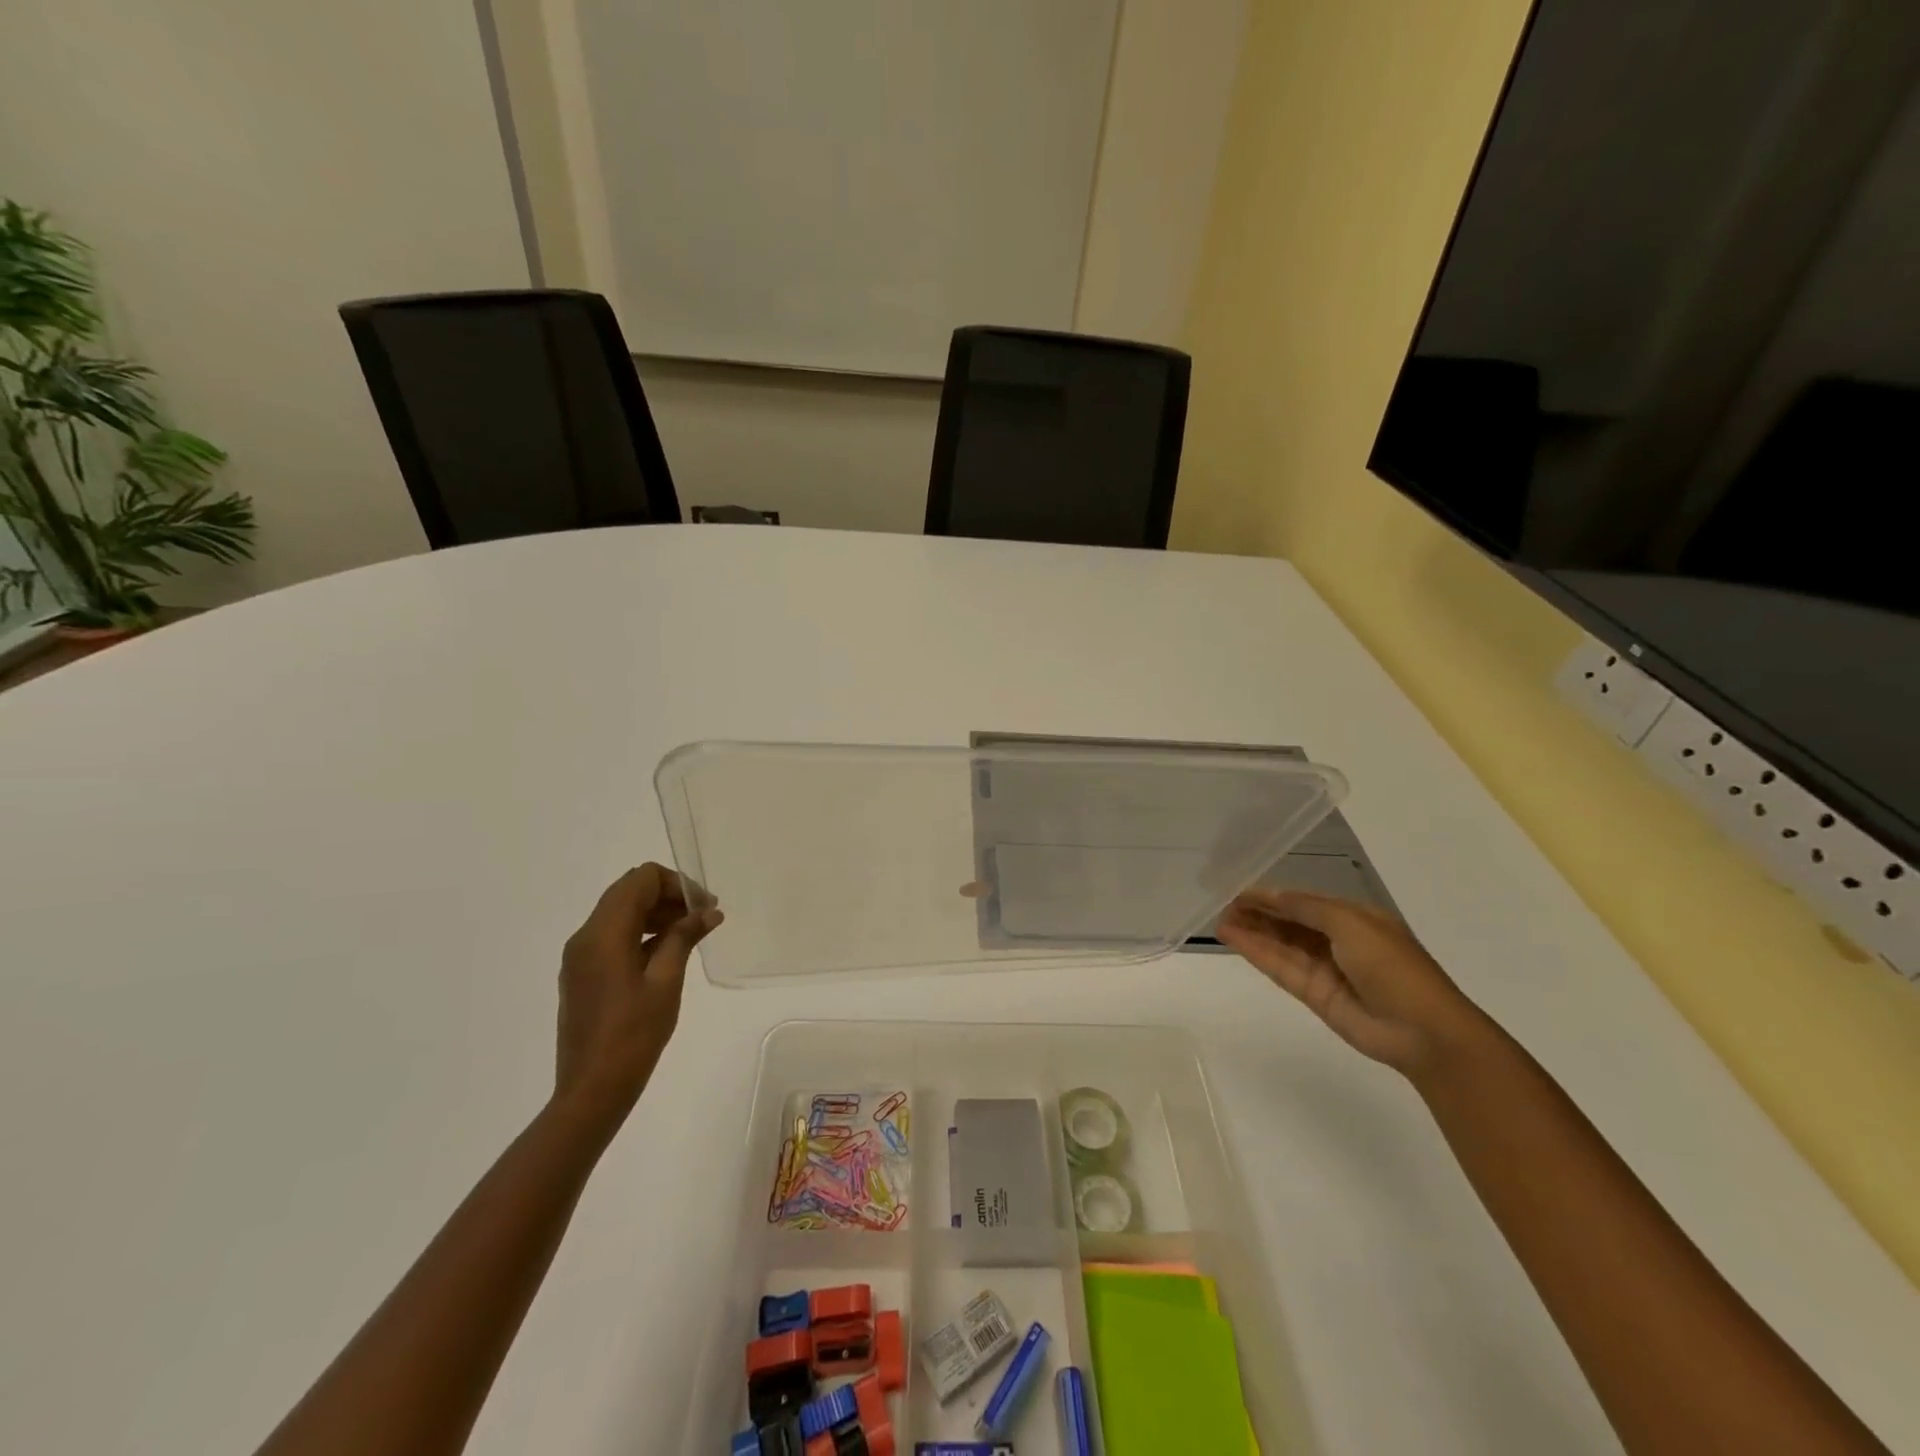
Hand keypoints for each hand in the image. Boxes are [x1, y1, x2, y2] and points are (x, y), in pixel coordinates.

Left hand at [553, 864, 722, 1126]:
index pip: (641, 879)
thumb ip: (683, 937)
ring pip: (621, 912)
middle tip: (703, 917)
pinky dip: (641, 932)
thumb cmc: (633, 1035)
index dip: (677, 884)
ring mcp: (580, 956)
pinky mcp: (582, 974)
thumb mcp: (666, 981)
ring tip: (691, 934)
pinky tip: (668, 952)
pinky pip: (613, 935)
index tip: (704, 907)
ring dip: (656, 913)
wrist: (592, 1089)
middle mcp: (585, 936)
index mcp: (603, 934)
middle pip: (629, 892)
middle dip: (668, 896)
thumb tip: (708, 911)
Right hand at [1215, 889, 1485, 1077]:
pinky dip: (1256, 952)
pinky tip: (1232, 939)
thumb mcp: (1351, 923)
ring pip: (1280, 944)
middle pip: (1289, 922)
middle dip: (1258, 912)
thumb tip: (1272, 895)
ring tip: (1219, 920)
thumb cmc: (1393, 965)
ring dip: (1252, 931)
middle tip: (1222, 904)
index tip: (1238, 889)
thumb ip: (1307, 907)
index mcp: (1354, 918)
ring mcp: (1324, 968)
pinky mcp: (1313, 994)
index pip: (1304, 901)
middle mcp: (1337, 940)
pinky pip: (1279, 967)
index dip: (1272, 895)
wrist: (1422, 1030)